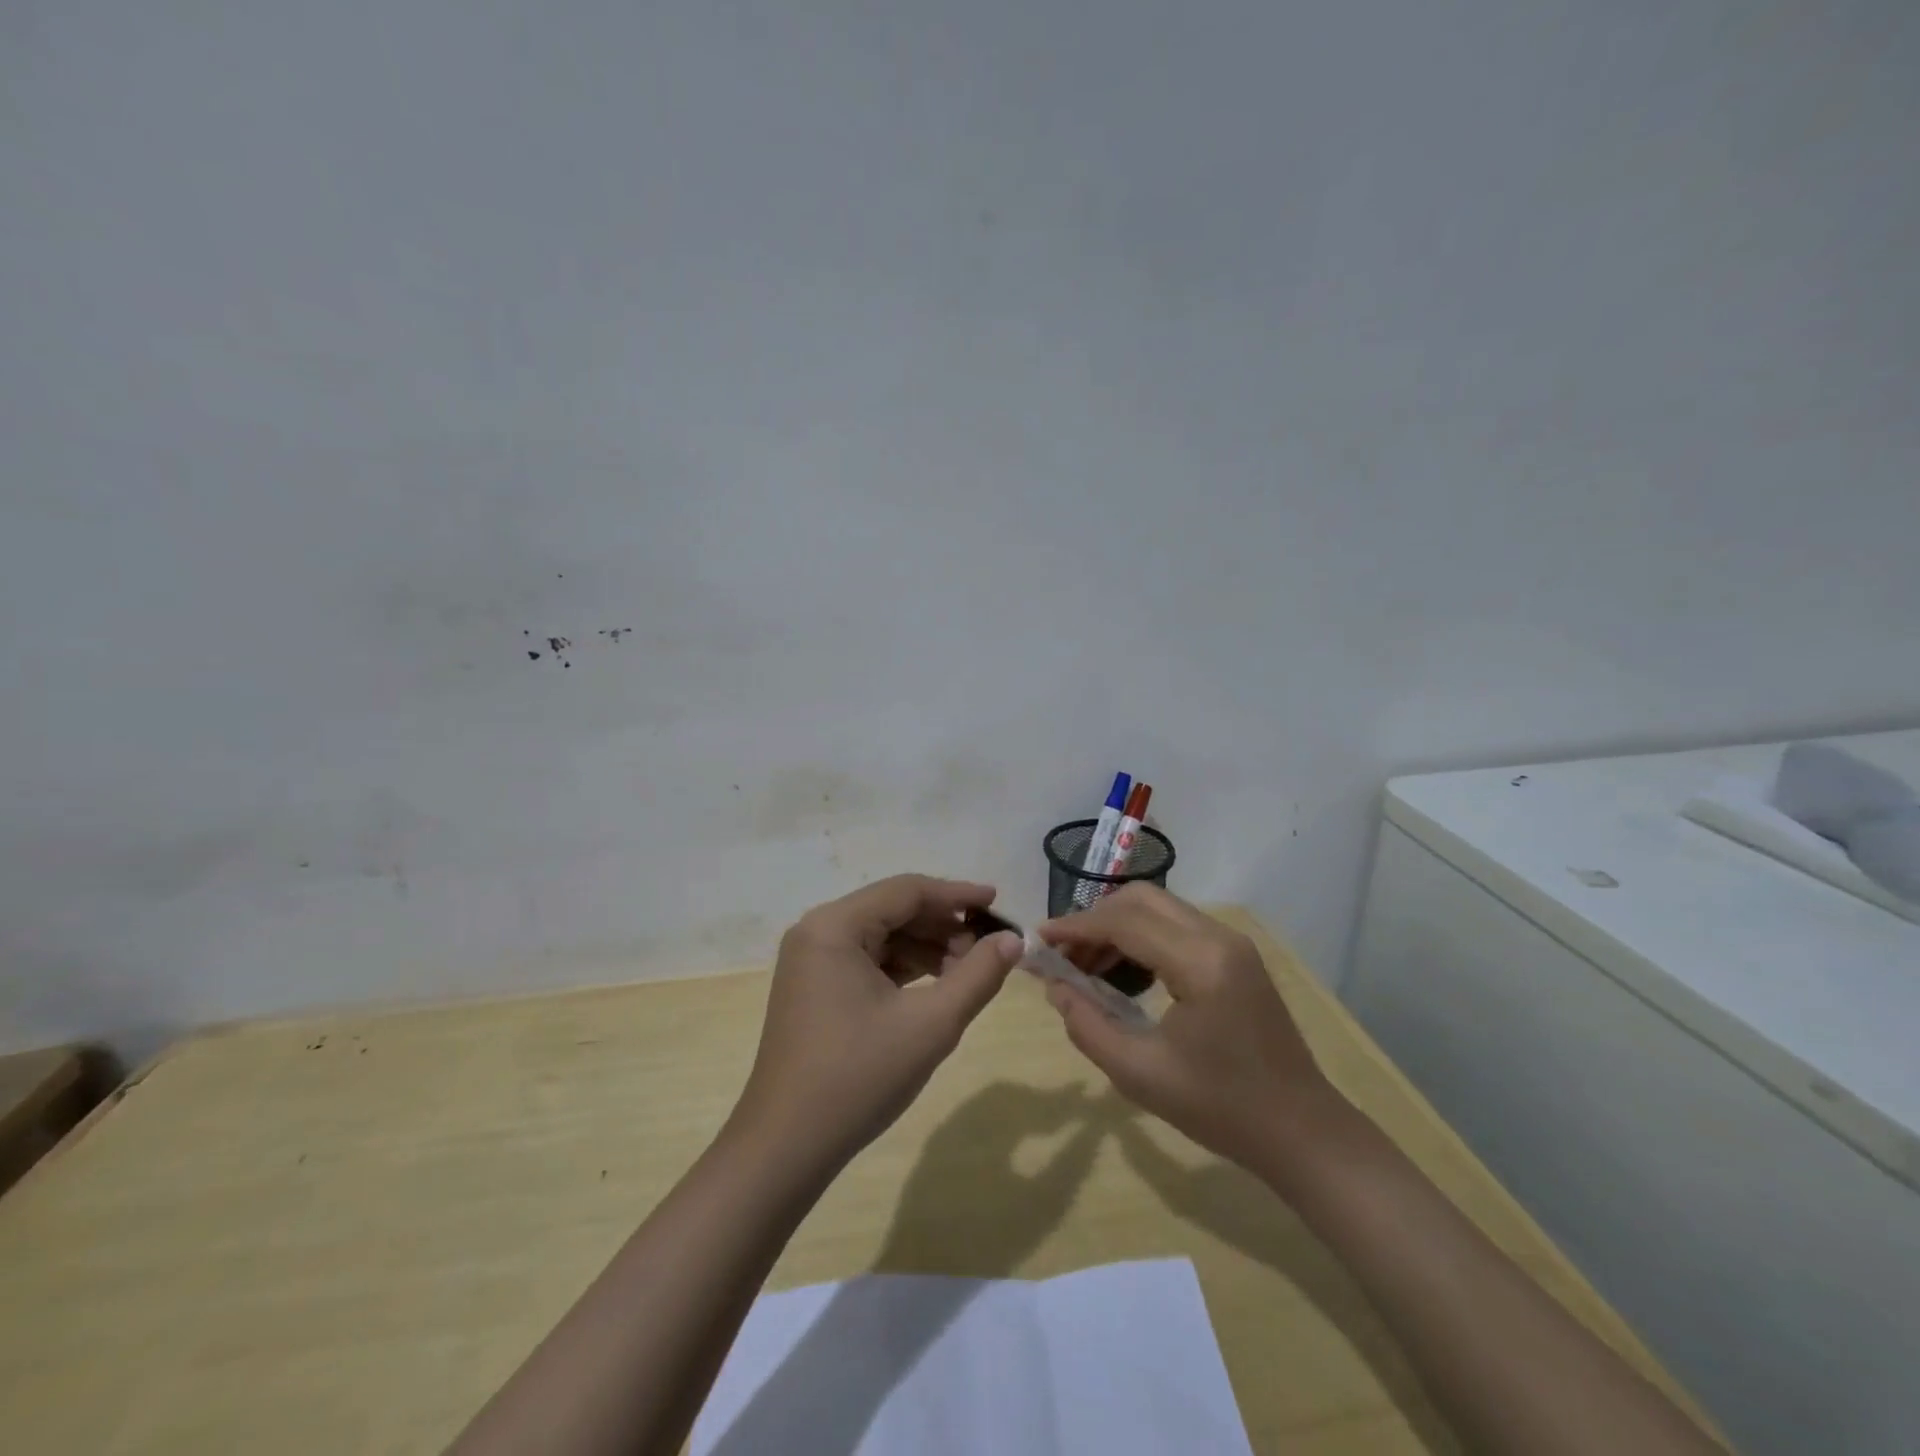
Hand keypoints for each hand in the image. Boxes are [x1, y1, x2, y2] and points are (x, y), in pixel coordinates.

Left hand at [727, 876, 1023, 1175]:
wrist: (786, 1147)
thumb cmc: (858, 1077)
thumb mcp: (931, 1024)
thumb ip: (978, 976)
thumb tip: (1014, 941)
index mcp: (835, 926)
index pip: (907, 890)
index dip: (957, 895)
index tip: (999, 903)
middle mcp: (817, 931)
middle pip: (893, 910)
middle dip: (943, 925)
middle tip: (988, 948)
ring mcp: (811, 960)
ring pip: (881, 935)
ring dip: (926, 947)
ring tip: (968, 971)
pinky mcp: (813, 986)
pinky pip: (866, 960)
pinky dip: (903, 967)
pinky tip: (935, 986)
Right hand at [1038, 885, 1336, 1174]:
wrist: (1300, 1131)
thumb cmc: (1221, 1108)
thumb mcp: (1140, 1074)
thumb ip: (1088, 1025)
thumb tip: (1054, 987)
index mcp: (1200, 962)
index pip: (1124, 922)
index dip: (1075, 927)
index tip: (1038, 939)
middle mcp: (1218, 937)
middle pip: (1140, 900)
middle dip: (1094, 920)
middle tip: (1063, 956)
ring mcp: (1231, 943)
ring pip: (1158, 908)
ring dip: (1117, 927)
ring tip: (1085, 969)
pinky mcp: (1235, 956)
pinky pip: (1176, 927)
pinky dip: (1141, 938)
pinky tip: (1123, 975)